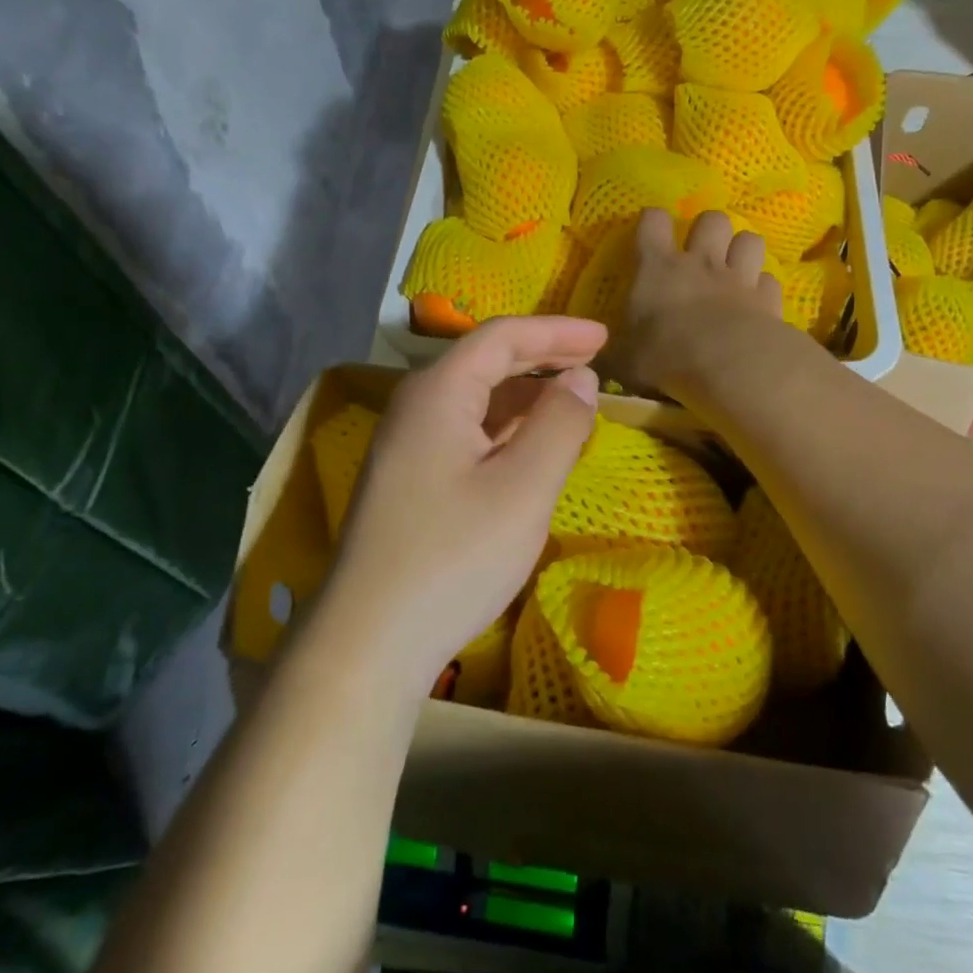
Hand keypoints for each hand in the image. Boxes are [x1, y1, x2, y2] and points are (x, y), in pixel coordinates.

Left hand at [318, 317, 605, 690]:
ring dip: (526, 396)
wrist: (368, 641)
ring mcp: (407, 445)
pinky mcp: (409, 480)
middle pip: (485, 362)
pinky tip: (532, 448)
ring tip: (573, 403)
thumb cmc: (453, 557)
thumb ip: (559, 425)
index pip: (501, 337)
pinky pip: (466, 433)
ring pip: (476, 401)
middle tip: (595, 362)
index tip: (604, 338)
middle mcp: (416, 407)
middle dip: (542, 358)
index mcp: (438, 393)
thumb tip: (581, 379)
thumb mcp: (523, 489)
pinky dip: (507, 430)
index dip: (556, 331)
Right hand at [605, 208, 782, 394]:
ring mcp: (738, 278)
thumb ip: (613, 352)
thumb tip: (596, 356)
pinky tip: (758, 302)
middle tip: (702, 251)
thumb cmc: (667, 357)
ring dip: (742, 250)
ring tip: (735, 268)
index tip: (651, 231)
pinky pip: (769, 280)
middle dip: (708, 229)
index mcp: (658, 268)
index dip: (652, 221)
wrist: (729, 366)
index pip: (653, 221)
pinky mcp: (768, 299)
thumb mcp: (624, 360)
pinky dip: (763, 288)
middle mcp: (701, 263)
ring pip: (749, 240)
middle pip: (712, 219)